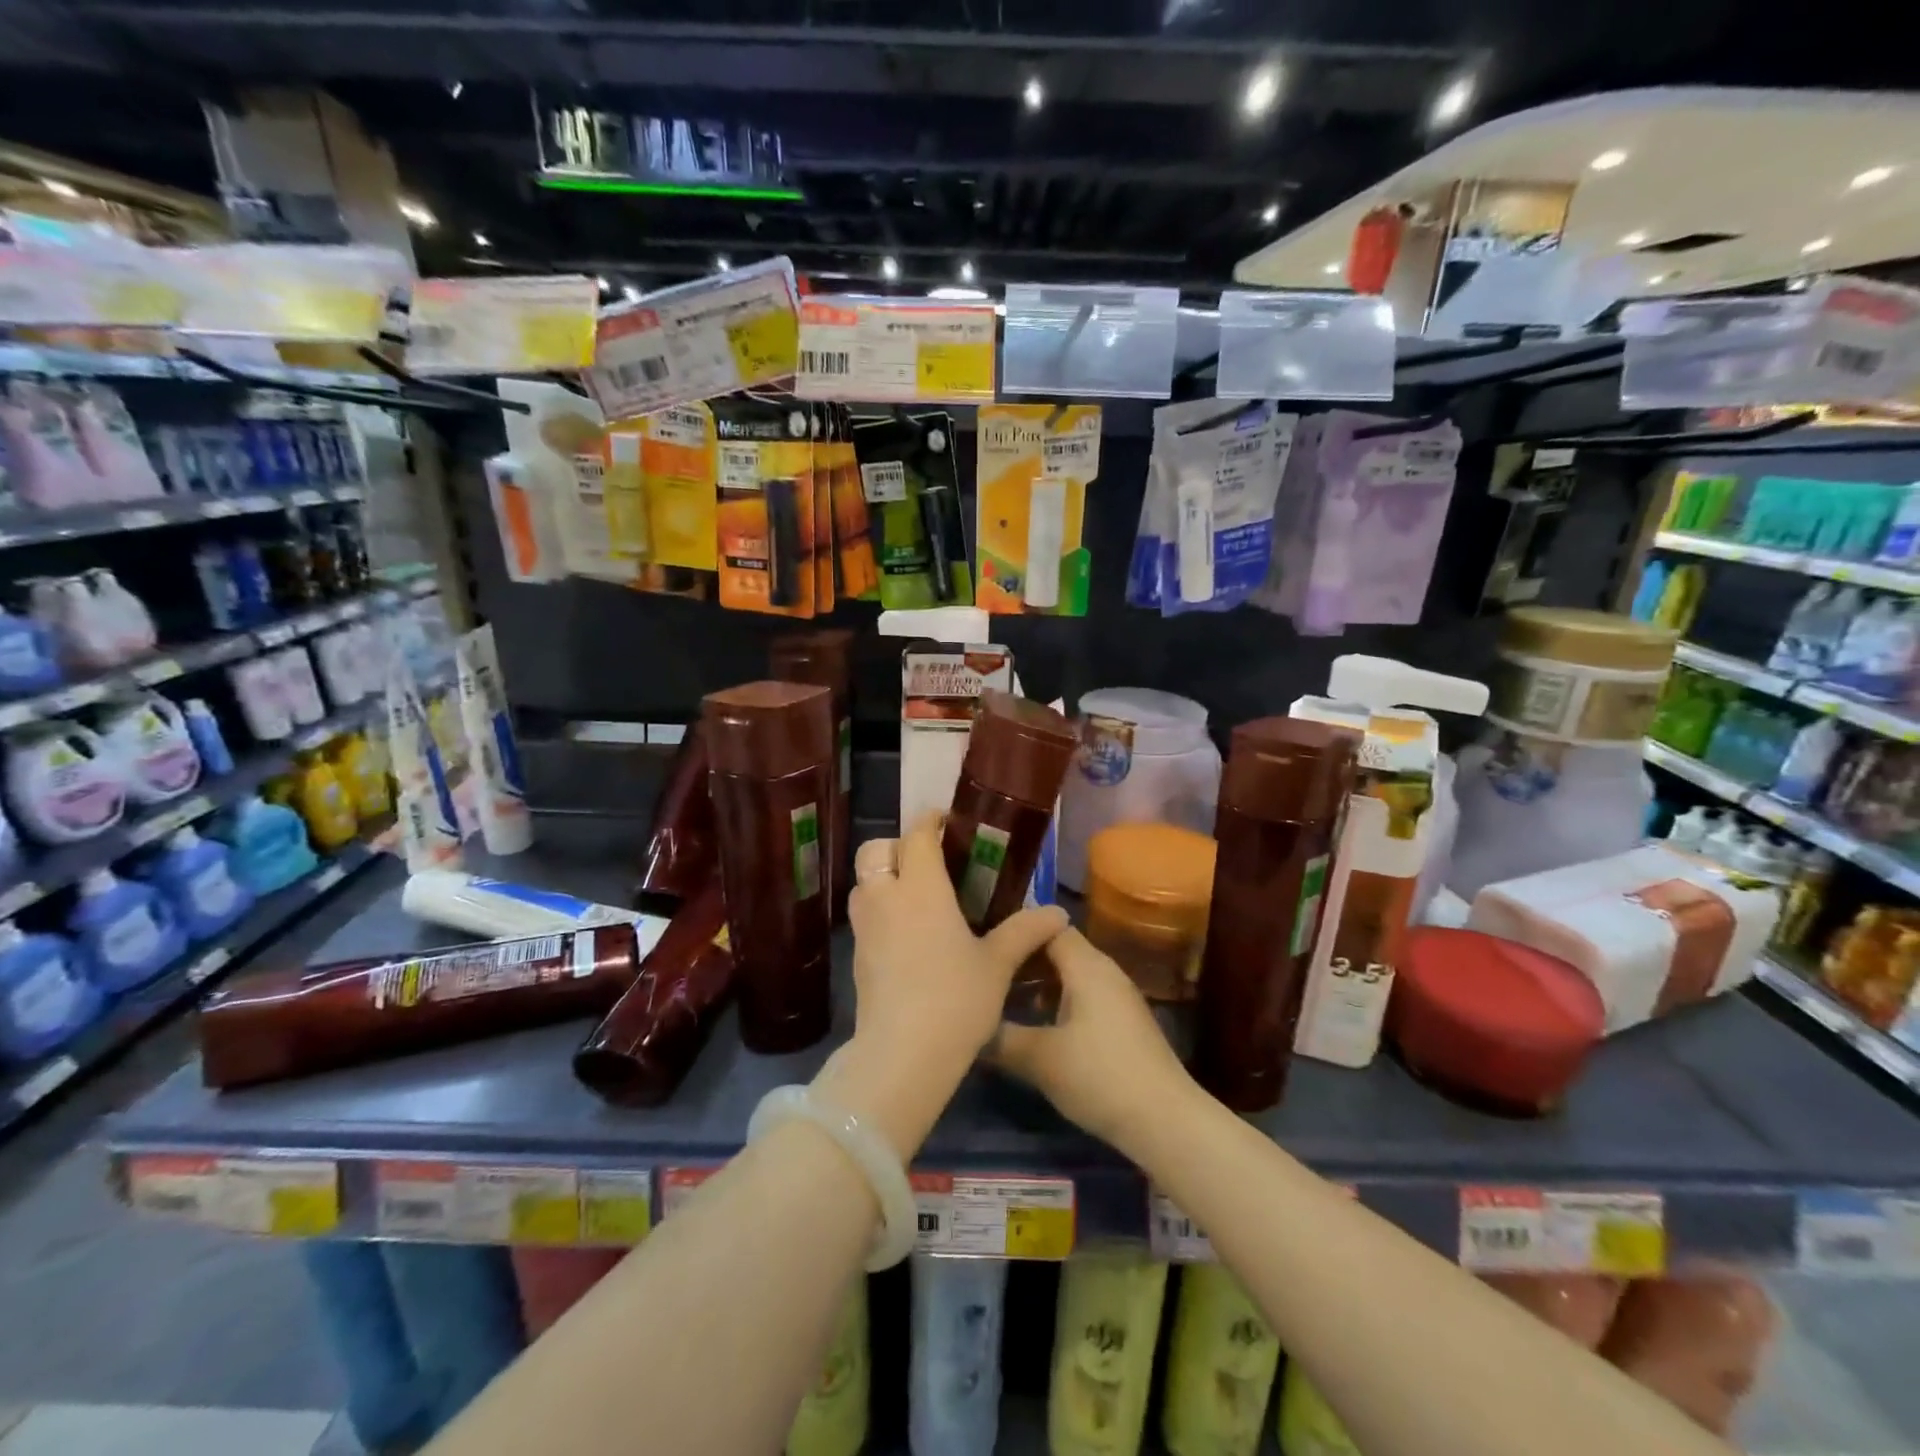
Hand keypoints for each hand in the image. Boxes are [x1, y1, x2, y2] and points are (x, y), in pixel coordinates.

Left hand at [817, 814, 1066, 1159]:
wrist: (902, 1055)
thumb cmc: (956, 999)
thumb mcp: (998, 964)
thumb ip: (1025, 931)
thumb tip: (1058, 913)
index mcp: (921, 888)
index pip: (917, 835)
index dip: (929, 821)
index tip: (946, 821)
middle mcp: (886, 898)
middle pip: (875, 850)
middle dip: (897, 845)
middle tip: (928, 859)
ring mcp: (865, 928)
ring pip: (863, 883)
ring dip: (884, 876)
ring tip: (917, 894)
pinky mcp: (856, 956)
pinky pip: (864, 915)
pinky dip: (880, 909)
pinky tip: (907, 933)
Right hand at [990, 928, 1197, 1156]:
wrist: (1165, 1120)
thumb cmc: (1099, 1076)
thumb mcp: (1039, 1059)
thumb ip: (1000, 1037)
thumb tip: (969, 1024)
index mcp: (1086, 966)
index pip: (1047, 927)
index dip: (1015, 934)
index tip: (985, 950)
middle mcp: (1105, 971)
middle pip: (1059, 949)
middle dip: (1024, 961)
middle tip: (988, 977)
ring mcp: (1118, 997)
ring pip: (1071, 975)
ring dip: (1040, 984)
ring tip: (1005, 1003)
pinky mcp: (1124, 1023)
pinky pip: (1084, 996)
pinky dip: (1058, 1002)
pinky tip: (1039, 1029)